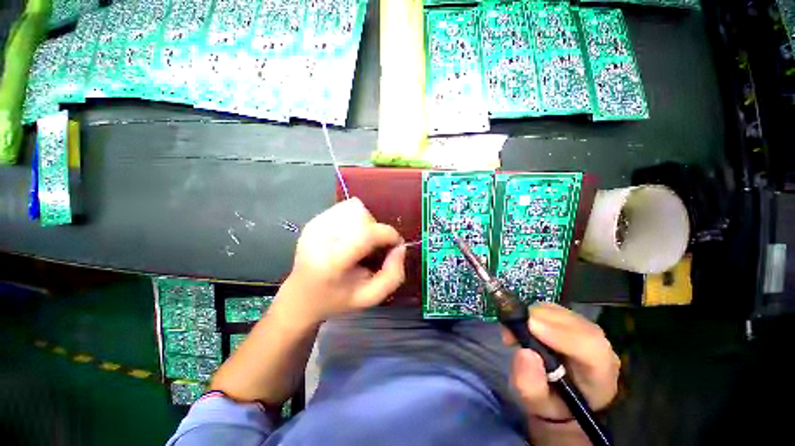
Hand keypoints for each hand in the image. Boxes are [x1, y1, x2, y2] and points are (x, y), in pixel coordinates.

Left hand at [281, 198, 405, 324]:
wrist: (300, 297)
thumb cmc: (336, 300)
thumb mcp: (370, 297)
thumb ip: (393, 275)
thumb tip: (400, 247)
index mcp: (332, 262)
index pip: (367, 233)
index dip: (388, 235)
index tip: (395, 245)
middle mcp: (320, 238)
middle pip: (362, 216)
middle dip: (377, 230)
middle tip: (375, 248)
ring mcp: (314, 226)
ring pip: (355, 207)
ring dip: (366, 222)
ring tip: (361, 241)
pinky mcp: (313, 220)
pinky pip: (345, 207)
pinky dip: (355, 218)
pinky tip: (350, 236)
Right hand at [502, 303, 619, 422]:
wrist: (559, 396)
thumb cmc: (551, 403)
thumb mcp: (537, 405)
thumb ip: (531, 386)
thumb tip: (524, 353)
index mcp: (601, 375)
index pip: (591, 348)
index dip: (562, 334)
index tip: (531, 327)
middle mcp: (599, 348)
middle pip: (576, 324)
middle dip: (540, 320)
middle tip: (512, 331)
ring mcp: (585, 330)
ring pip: (562, 312)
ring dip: (533, 316)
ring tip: (513, 333)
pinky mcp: (569, 320)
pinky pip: (551, 308)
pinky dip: (532, 312)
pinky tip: (522, 326)